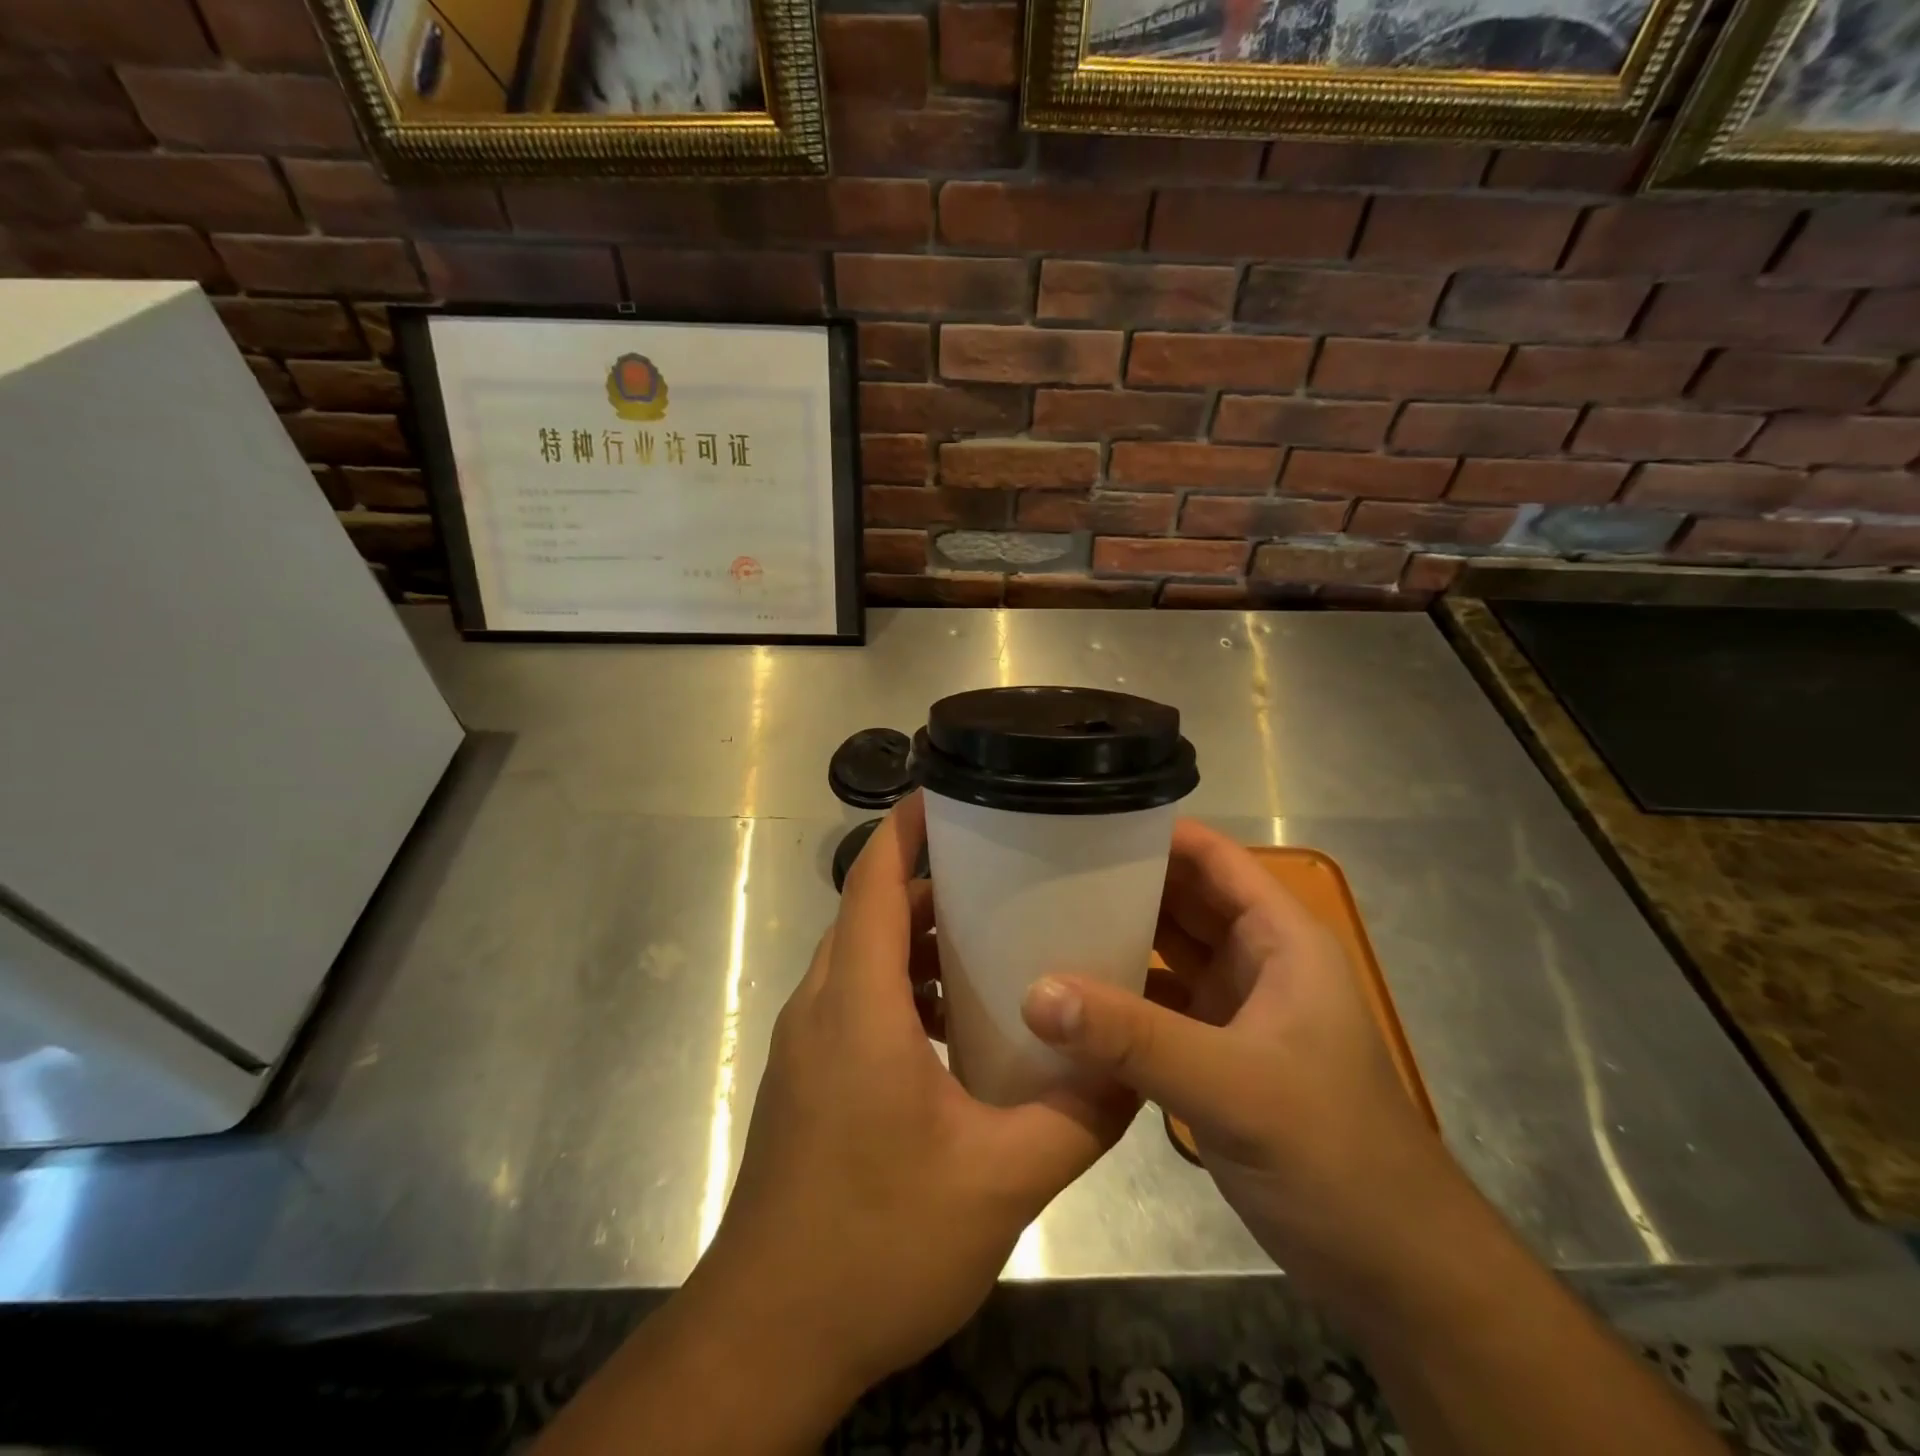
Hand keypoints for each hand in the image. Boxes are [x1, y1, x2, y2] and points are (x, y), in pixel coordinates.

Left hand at [697, 792, 1135, 1397]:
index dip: (906, 825)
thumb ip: (1076, 1120)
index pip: (873, 880)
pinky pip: (856, 999)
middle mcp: (822, 1004)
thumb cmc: (877, 1242)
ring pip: (863, 956)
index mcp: (858, 1003)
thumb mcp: (999, 1182)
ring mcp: (807, 1042)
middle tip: (1006, 876)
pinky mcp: (808, 1076)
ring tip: (991, 944)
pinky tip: (956, 1028)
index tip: (953, 794)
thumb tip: (1133, 1072)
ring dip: (918, 939)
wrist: (769, 1335)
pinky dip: (903, 987)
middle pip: (872, 910)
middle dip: (932, 882)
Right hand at [1021, 820, 1472, 1312]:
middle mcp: (1256, 962)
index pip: (1212, 859)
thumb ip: (1134, 1038)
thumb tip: (1036, 993)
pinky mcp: (1212, 1055)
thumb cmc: (1335, 1156)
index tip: (1082, 823)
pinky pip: (1154, 1006)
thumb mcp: (1234, 1087)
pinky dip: (1116, 998)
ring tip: (1039, 921)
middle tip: (1041, 870)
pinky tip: (1065, 999)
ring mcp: (1234, 1010)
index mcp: (1280, 940)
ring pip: (1164, 953)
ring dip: (1114, 939)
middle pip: (1181, 900)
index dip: (1155, 833)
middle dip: (1120, 884)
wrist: (1392, 1271)